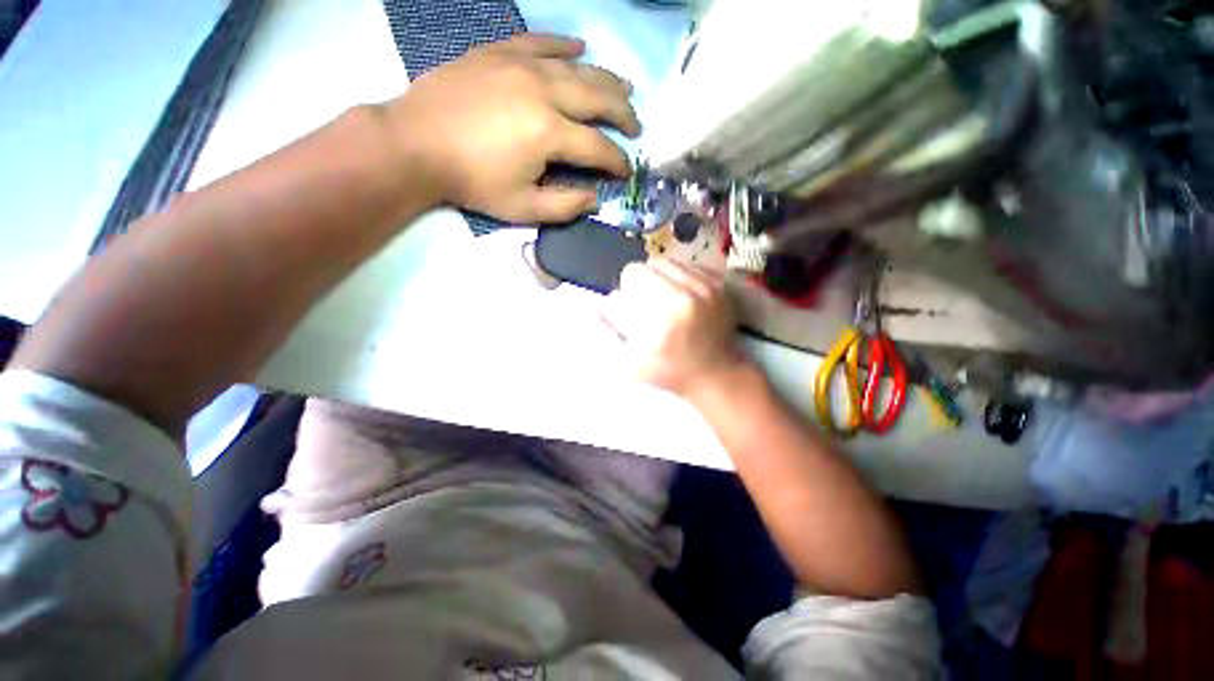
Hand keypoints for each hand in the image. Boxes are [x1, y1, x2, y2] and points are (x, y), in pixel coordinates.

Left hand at [384, 33, 640, 222]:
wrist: (415, 144)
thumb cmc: (472, 182)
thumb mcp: (523, 208)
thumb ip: (565, 206)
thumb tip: (595, 198)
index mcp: (550, 133)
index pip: (599, 148)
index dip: (618, 161)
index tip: (626, 170)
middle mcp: (543, 91)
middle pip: (598, 97)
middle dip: (624, 114)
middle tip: (636, 125)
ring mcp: (520, 65)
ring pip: (577, 67)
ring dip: (606, 78)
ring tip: (625, 88)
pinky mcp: (499, 53)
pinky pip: (539, 42)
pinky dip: (564, 45)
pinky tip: (580, 47)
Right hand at [603, 258, 747, 398]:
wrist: (714, 375)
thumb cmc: (670, 371)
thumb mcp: (632, 361)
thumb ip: (613, 329)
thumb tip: (606, 300)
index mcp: (667, 307)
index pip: (635, 272)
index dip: (628, 286)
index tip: (633, 303)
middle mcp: (691, 290)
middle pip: (654, 264)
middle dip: (645, 280)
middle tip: (648, 301)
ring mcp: (710, 286)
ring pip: (673, 262)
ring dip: (663, 277)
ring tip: (665, 298)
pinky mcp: (721, 287)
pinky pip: (692, 266)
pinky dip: (682, 277)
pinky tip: (682, 295)